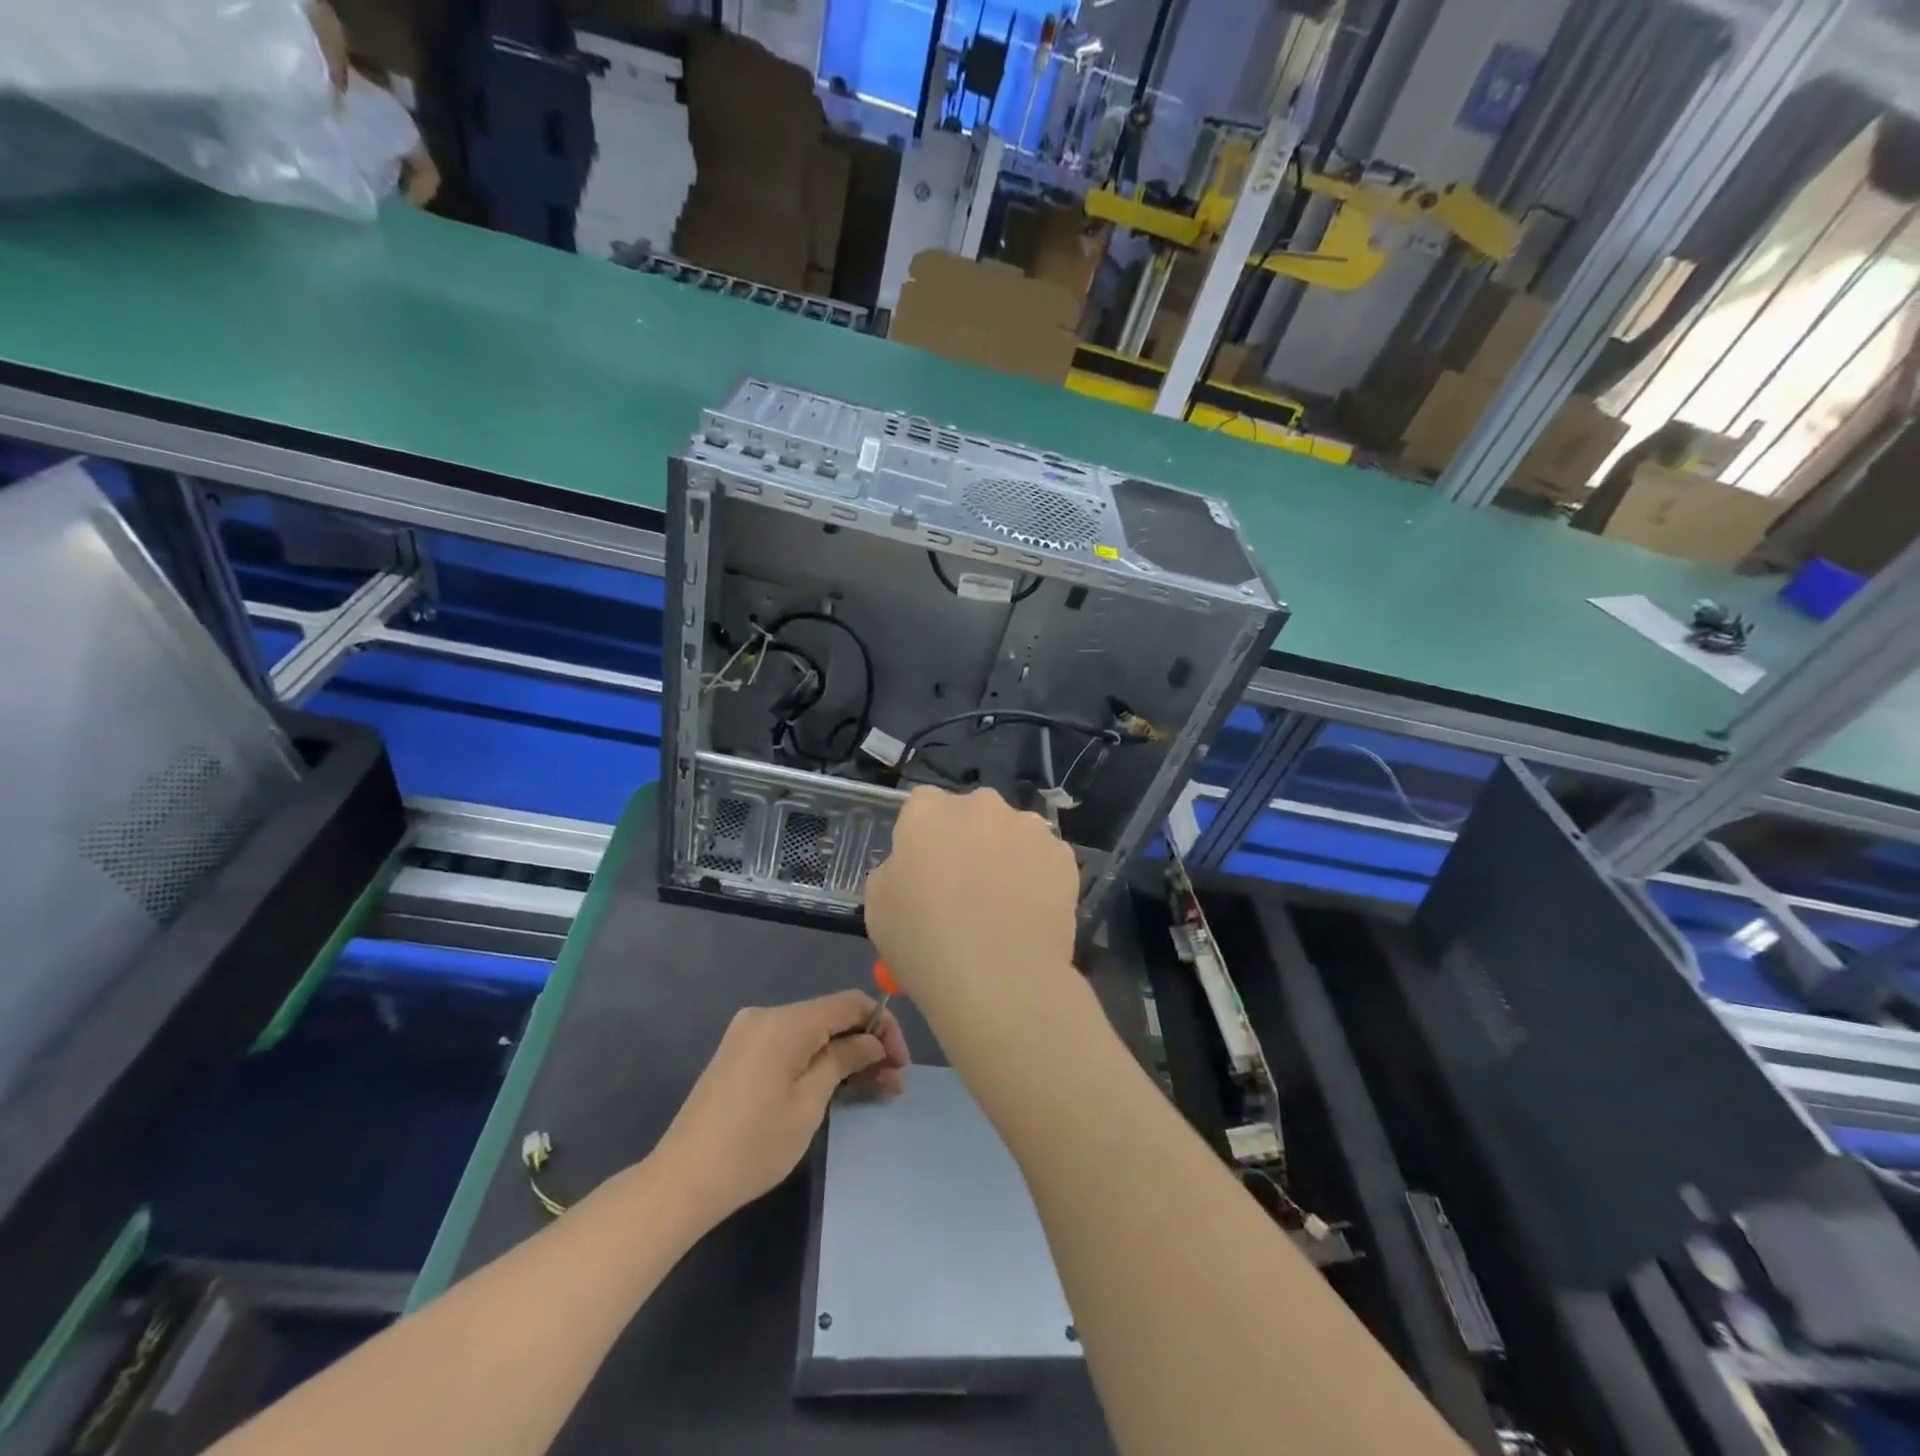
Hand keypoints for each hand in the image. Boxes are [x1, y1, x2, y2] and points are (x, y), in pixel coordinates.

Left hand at [654, 990, 908, 1220]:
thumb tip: (872, 1041)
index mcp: (786, 1021)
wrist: (681, 1182)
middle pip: (831, 1017)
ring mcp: (749, 1033)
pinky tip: (837, 1086)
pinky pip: (791, 1045)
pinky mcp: (740, 1054)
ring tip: (874, 1089)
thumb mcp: (809, 1103)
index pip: (850, 1003)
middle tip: (893, 1083)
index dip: (883, 1026)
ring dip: (844, 1056)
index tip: (900, 1062)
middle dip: (866, 1045)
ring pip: (812, 1033)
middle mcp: (767, 1016)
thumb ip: (844, 1060)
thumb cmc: (753, 1145)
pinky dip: (817, 1060)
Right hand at [864, 787, 1090, 1051]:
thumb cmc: (924, 944)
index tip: (927, 870)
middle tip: (967, 886)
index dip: (925, 838)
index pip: (923, 806)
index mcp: (928, 811)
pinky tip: (1030, 914)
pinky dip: (1038, 876)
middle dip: (969, 838)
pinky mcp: (1063, 855)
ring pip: (1012, 832)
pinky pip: (1044, 858)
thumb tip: (915, 866)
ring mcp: (1027, 827)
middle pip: (972, 813)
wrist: (999, 982)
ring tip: (1004, 903)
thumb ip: (895, 869)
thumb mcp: (878, 906)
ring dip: (1006, 854)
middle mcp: (980, 805)